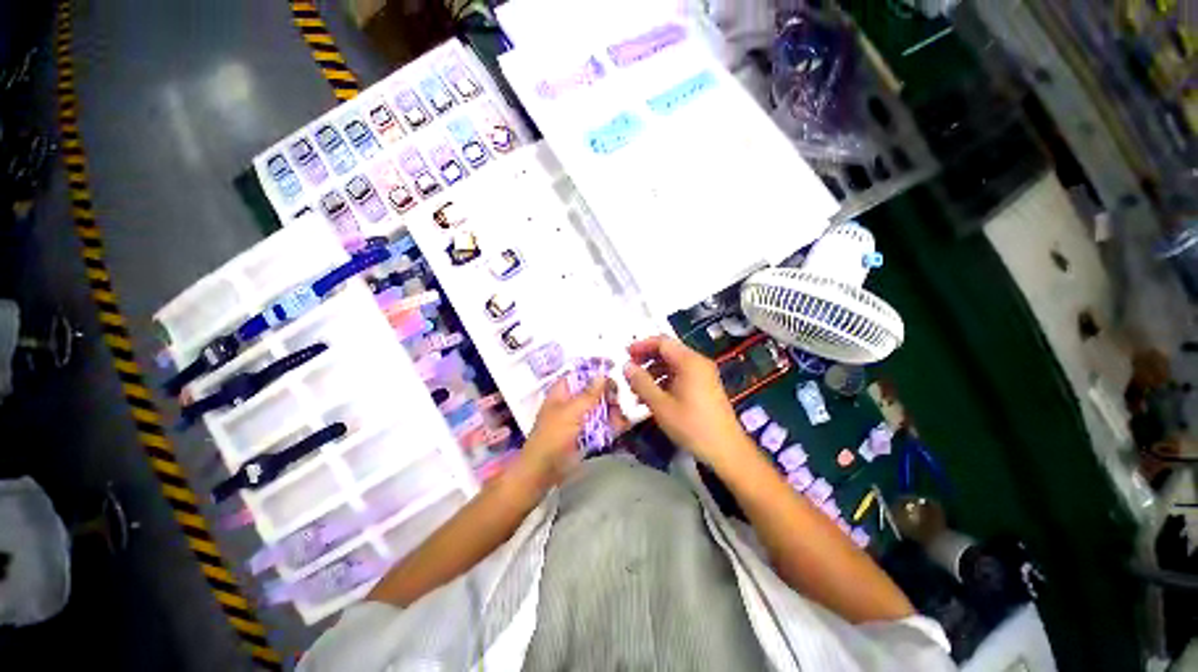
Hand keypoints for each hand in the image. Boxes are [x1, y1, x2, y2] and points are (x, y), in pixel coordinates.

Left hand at [517, 374, 626, 486]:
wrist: (545, 471)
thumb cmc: (553, 436)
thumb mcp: (571, 411)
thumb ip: (589, 394)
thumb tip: (603, 374)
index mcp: (563, 391)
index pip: (581, 373)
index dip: (596, 369)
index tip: (615, 368)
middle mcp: (573, 401)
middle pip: (595, 389)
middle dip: (610, 392)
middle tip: (623, 396)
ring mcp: (581, 418)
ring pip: (602, 406)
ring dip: (614, 408)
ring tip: (626, 413)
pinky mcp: (588, 433)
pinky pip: (604, 423)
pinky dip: (614, 422)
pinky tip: (624, 423)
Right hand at [623, 336, 753, 468]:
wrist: (726, 450)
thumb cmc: (692, 425)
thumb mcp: (661, 405)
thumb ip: (641, 382)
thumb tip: (626, 366)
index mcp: (689, 361)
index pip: (662, 342)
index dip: (641, 345)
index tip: (625, 355)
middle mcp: (698, 362)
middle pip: (668, 351)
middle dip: (646, 360)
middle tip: (629, 372)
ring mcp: (704, 374)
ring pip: (673, 365)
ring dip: (654, 372)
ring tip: (637, 389)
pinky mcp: (705, 386)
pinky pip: (681, 375)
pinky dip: (665, 381)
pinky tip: (653, 397)